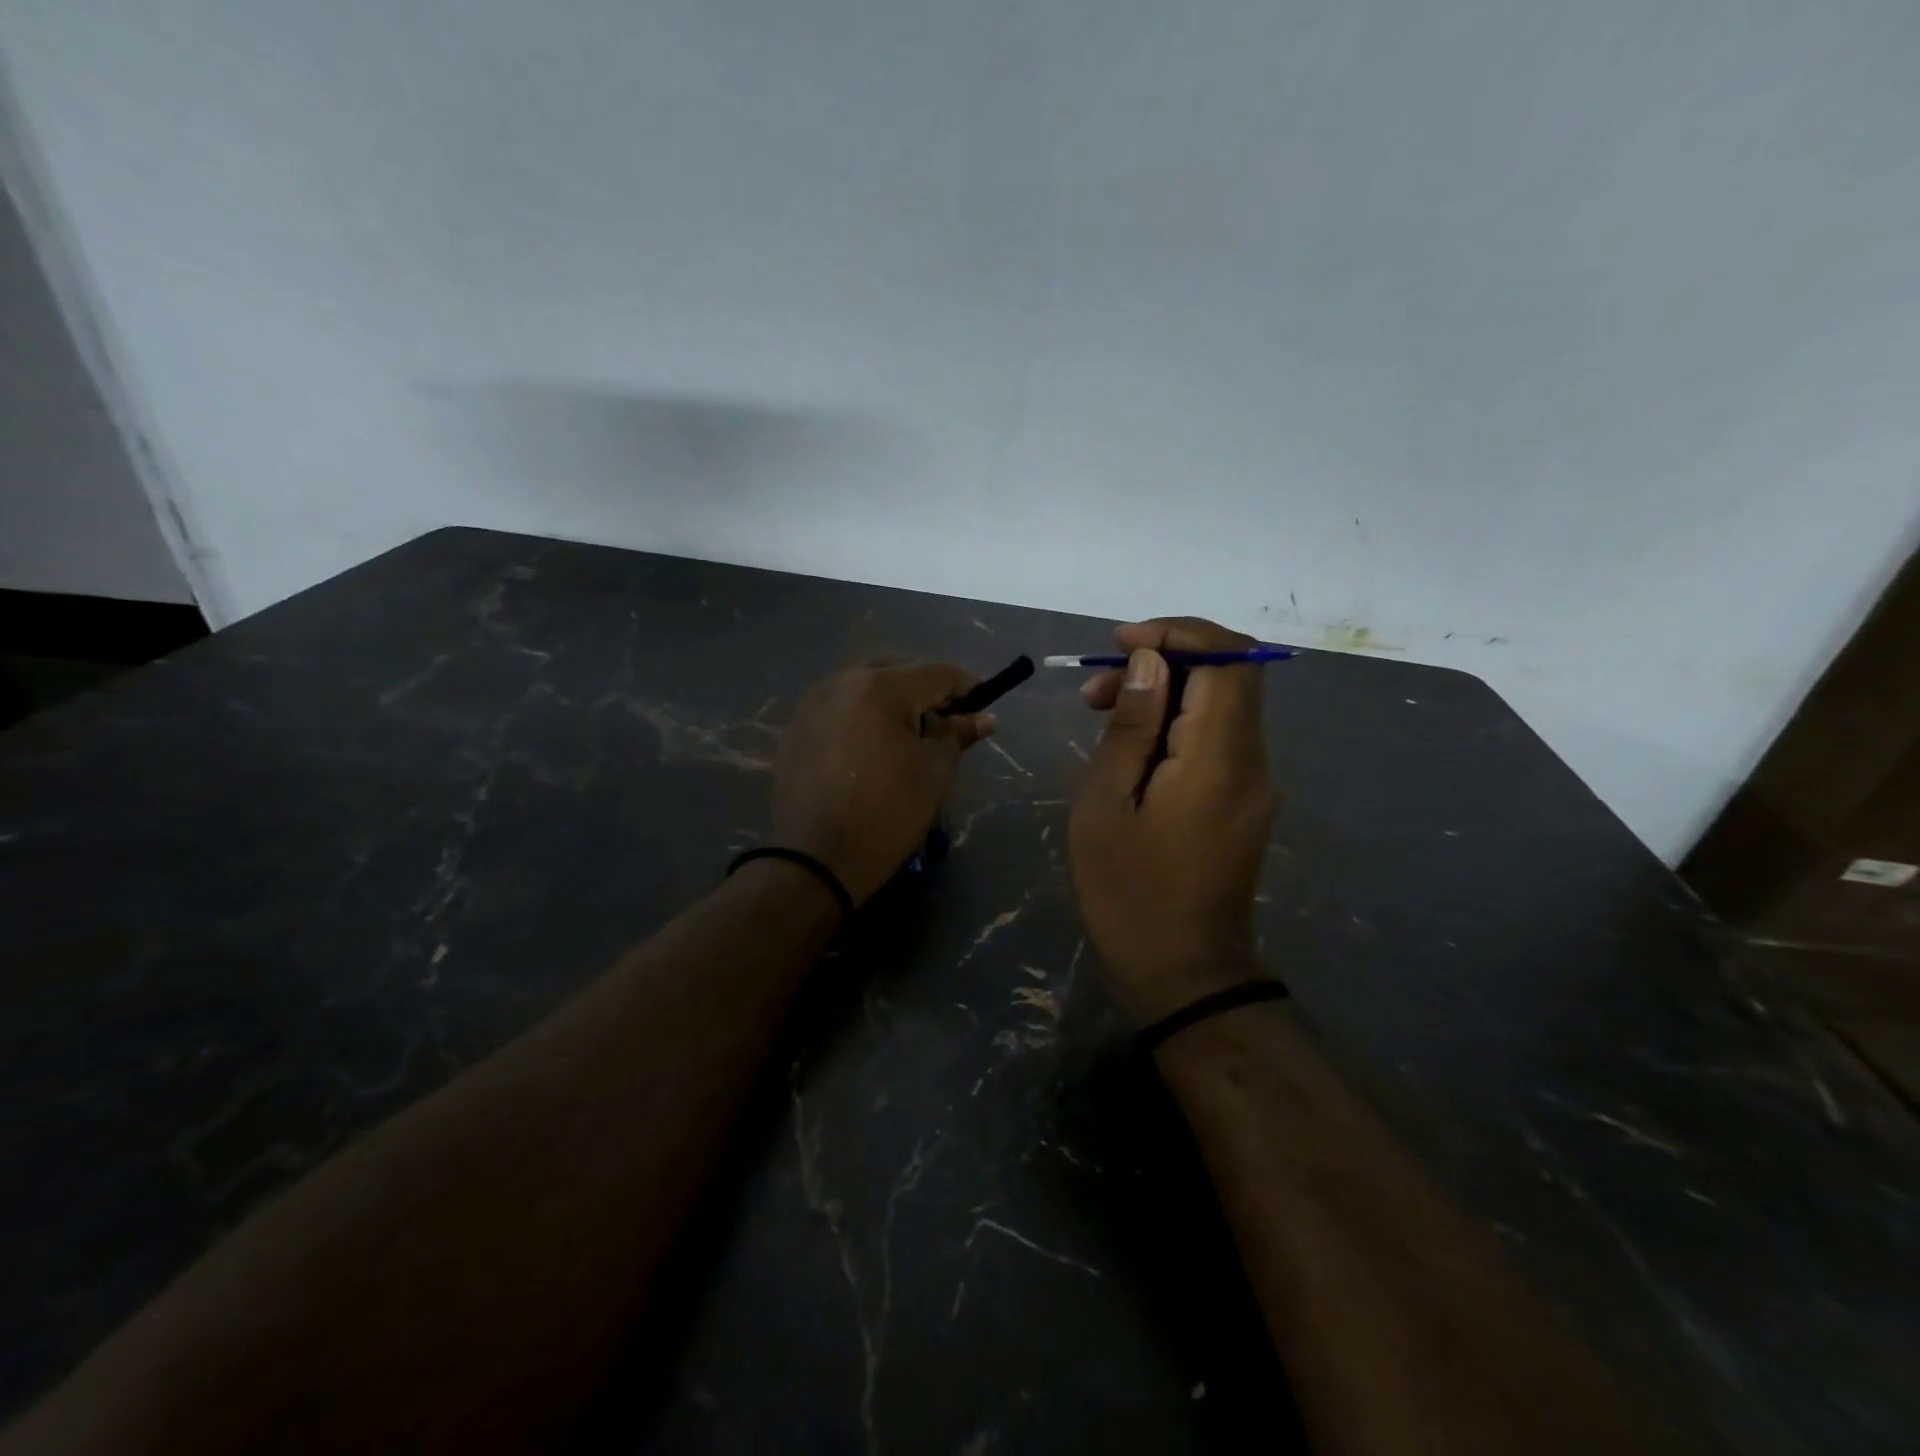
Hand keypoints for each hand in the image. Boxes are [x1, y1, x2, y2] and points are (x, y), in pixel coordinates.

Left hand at [773, 662, 994, 905]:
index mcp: (879, 688)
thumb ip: (957, 735)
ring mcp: (812, 703)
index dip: (966, 687)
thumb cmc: (886, 814)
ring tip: (909, 737)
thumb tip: (984, 718)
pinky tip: (873, 748)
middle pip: (897, 671)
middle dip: (925, 691)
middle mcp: (841, 682)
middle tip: (946, 724)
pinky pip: (840, 707)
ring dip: (892, 701)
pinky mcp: (795, 728)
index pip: (936, 673)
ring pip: (864, 686)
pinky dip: (863, 716)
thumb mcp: (933, 773)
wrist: (815, 861)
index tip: (983, 706)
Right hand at [1070, 618, 1278, 1023]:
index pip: (1227, 657)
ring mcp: (1255, 782)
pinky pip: (1217, 737)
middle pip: (1230, 673)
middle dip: (1164, 658)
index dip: (1177, 632)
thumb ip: (1131, 725)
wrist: (1184, 972)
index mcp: (1221, 756)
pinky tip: (1130, 747)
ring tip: (1099, 711)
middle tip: (1096, 686)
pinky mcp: (1245, 799)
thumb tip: (1149, 660)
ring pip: (1221, 703)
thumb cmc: (1130, 892)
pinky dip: (1175, 722)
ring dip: (1164, 691)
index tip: (1119, 643)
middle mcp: (1254, 759)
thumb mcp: (1106, 804)